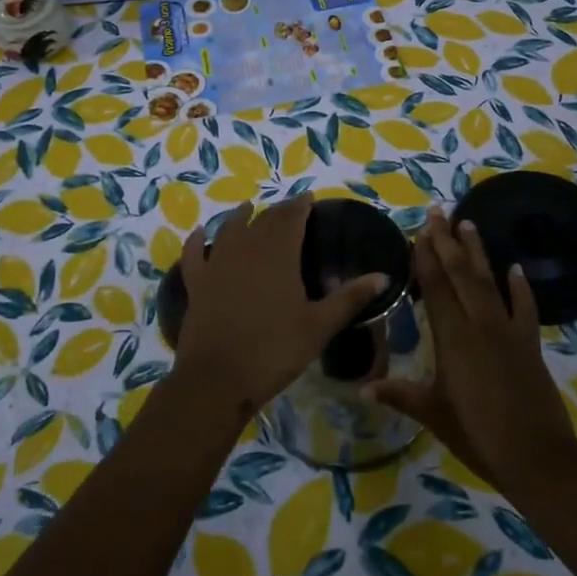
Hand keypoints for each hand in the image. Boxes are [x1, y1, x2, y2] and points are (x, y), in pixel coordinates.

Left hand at [174, 196, 387, 417]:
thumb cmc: (274, 350)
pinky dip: (196, 241)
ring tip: (247, 208)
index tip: (309, 197)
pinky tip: (198, 233)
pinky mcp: (196, 284)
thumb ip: (350, 298)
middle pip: (263, 221)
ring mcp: (217, 265)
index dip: (300, 205)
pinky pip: (194, 254)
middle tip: (288, 207)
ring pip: (229, 230)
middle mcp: (246, 250)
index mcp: (279, 255)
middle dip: (277, 211)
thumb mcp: (319, 326)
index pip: (291, 219)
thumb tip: (383, 276)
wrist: (218, 378)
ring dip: (239, 217)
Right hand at [365, 207, 575, 488]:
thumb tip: (360, 390)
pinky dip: (521, 288)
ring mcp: (508, 331)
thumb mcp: (433, 414)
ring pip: (490, 282)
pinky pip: (526, 308)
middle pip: (461, 274)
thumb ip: (399, 394)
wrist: (537, 456)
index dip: (425, 257)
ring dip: (477, 252)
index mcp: (452, 337)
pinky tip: (516, 268)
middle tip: (438, 211)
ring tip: (468, 223)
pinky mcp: (529, 343)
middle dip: (447, 241)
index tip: (418, 230)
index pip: (435, 287)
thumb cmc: (477, 434)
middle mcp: (480, 324)